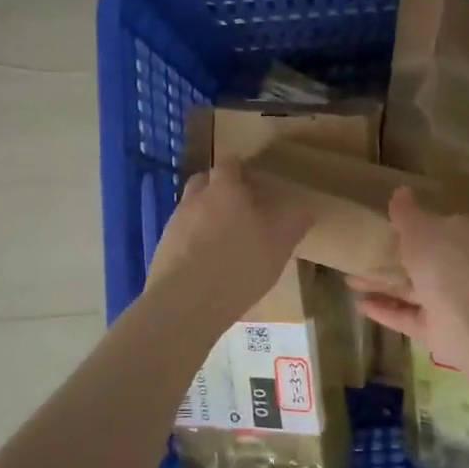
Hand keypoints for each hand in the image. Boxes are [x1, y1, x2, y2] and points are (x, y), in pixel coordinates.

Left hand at [145, 162, 312, 322]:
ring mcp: (174, 224)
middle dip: (216, 186)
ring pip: (189, 207)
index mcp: (224, 191)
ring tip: (220, 236)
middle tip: (235, 204)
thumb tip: (306, 209)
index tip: (250, 178)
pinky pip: (179, 234)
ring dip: (202, 214)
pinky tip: (203, 260)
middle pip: (203, 181)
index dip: (238, 168)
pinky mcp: (162, 248)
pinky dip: (191, 239)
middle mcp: (195, 200)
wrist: (186, 302)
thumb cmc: (239, 266)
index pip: (228, 165)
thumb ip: (293, 224)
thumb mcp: (278, 246)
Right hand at [351, 188, 468, 368]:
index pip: (435, 226)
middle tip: (358, 255)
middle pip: (419, 260)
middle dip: (390, 259)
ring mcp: (447, 299)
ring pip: (409, 289)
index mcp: (458, 237)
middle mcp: (455, 266)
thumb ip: (406, 212)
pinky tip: (359, 305)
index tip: (385, 225)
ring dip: (381, 285)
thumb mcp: (419, 227)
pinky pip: (406, 316)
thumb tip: (401, 190)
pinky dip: (384, 311)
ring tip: (349, 280)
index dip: (412, 225)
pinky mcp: (436, 328)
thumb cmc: (443, 260)